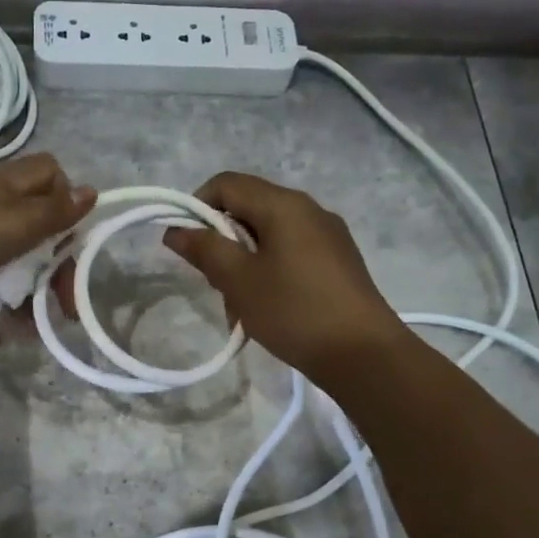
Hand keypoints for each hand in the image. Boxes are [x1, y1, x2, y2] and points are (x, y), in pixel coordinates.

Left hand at [0, 154, 94, 344]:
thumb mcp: (16, 223)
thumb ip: (55, 214)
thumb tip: (92, 193)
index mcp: (4, 187)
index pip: (48, 178)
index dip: (64, 205)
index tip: (69, 244)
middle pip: (23, 233)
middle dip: (42, 272)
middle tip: (55, 308)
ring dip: (8, 298)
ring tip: (17, 331)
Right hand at [161, 171, 402, 375]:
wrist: (362, 353)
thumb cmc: (294, 311)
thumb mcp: (240, 281)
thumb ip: (205, 249)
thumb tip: (176, 229)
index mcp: (283, 204)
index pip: (226, 184)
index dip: (196, 207)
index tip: (186, 246)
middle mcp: (308, 209)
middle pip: (247, 208)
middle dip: (221, 241)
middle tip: (215, 283)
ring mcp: (327, 235)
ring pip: (268, 234)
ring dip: (243, 262)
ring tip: (240, 305)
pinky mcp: (337, 261)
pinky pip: (290, 252)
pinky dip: (268, 271)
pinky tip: (268, 308)